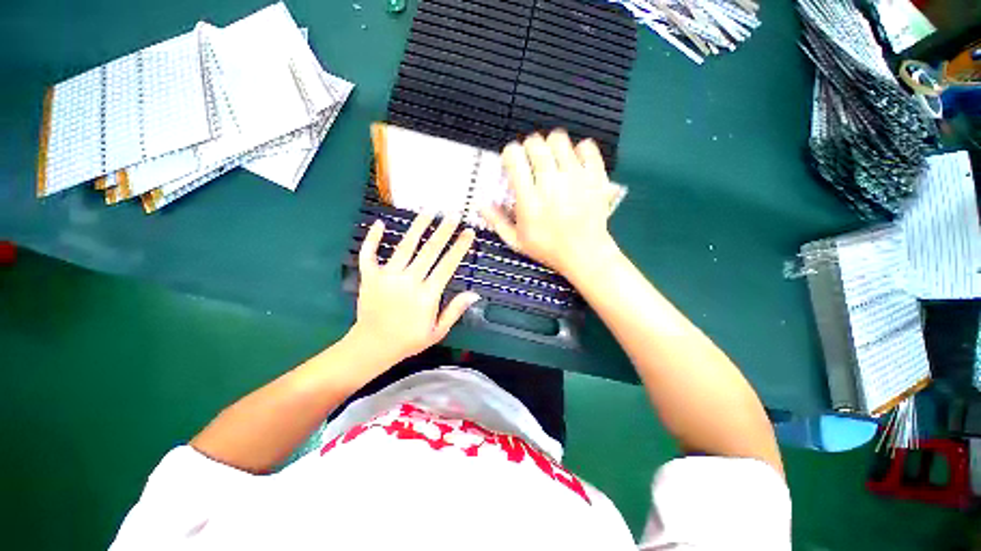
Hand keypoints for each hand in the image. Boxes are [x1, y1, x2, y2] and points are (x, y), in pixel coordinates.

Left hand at [348, 213, 479, 367]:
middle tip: (453, 214)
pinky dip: (373, 238)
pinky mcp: (370, 277)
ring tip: (428, 210)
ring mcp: (387, 277)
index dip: (459, 247)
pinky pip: (369, 254)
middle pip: (429, 250)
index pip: (447, 265)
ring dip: (417, 227)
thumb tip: (474, 294)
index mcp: (427, 295)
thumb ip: (455, 310)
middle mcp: (408, 281)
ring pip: (404, 246)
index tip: (468, 232)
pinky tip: (379, 223)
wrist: (372, 347)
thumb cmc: (409, 340)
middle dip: (443, 230)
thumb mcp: (437, 331)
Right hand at [481, 130, 619, 276]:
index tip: (512, 163)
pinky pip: (586, 146)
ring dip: (551, 146)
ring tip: (552, 160)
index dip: (510, 154)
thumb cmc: (548, 249)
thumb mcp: (517, 241)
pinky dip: (578, 150)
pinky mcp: (595, 177)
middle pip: (535, 143)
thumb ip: (497, 221)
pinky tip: (573, 163)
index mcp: (529, 200)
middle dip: (528, 148)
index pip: (514, 156)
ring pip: (559, 139)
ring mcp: (575, 178)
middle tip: (531, 161)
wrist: (585, 254)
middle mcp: (551, 184)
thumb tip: (480, 203)